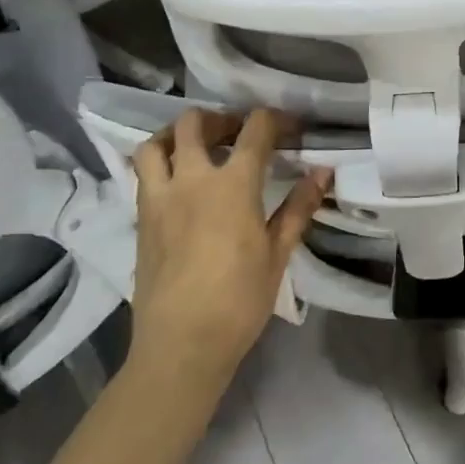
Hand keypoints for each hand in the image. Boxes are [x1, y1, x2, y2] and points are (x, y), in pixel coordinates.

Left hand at [129, 108, 329, 381]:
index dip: (276, 119)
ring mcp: (159, 198)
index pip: (256, 129)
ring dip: (177, 135)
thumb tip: (323, 172)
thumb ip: (298, 207)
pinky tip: (180, 184)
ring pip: (156, 144)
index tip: (291, 129)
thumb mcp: (278, 253)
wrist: (181, 345)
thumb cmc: (239, 300)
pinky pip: (143, 174)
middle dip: (221, 119)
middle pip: (195, 123)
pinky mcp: (141, 219)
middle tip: (239, 134)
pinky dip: (161, 164)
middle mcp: (192, 180)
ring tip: (197, 148)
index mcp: (233, 185)